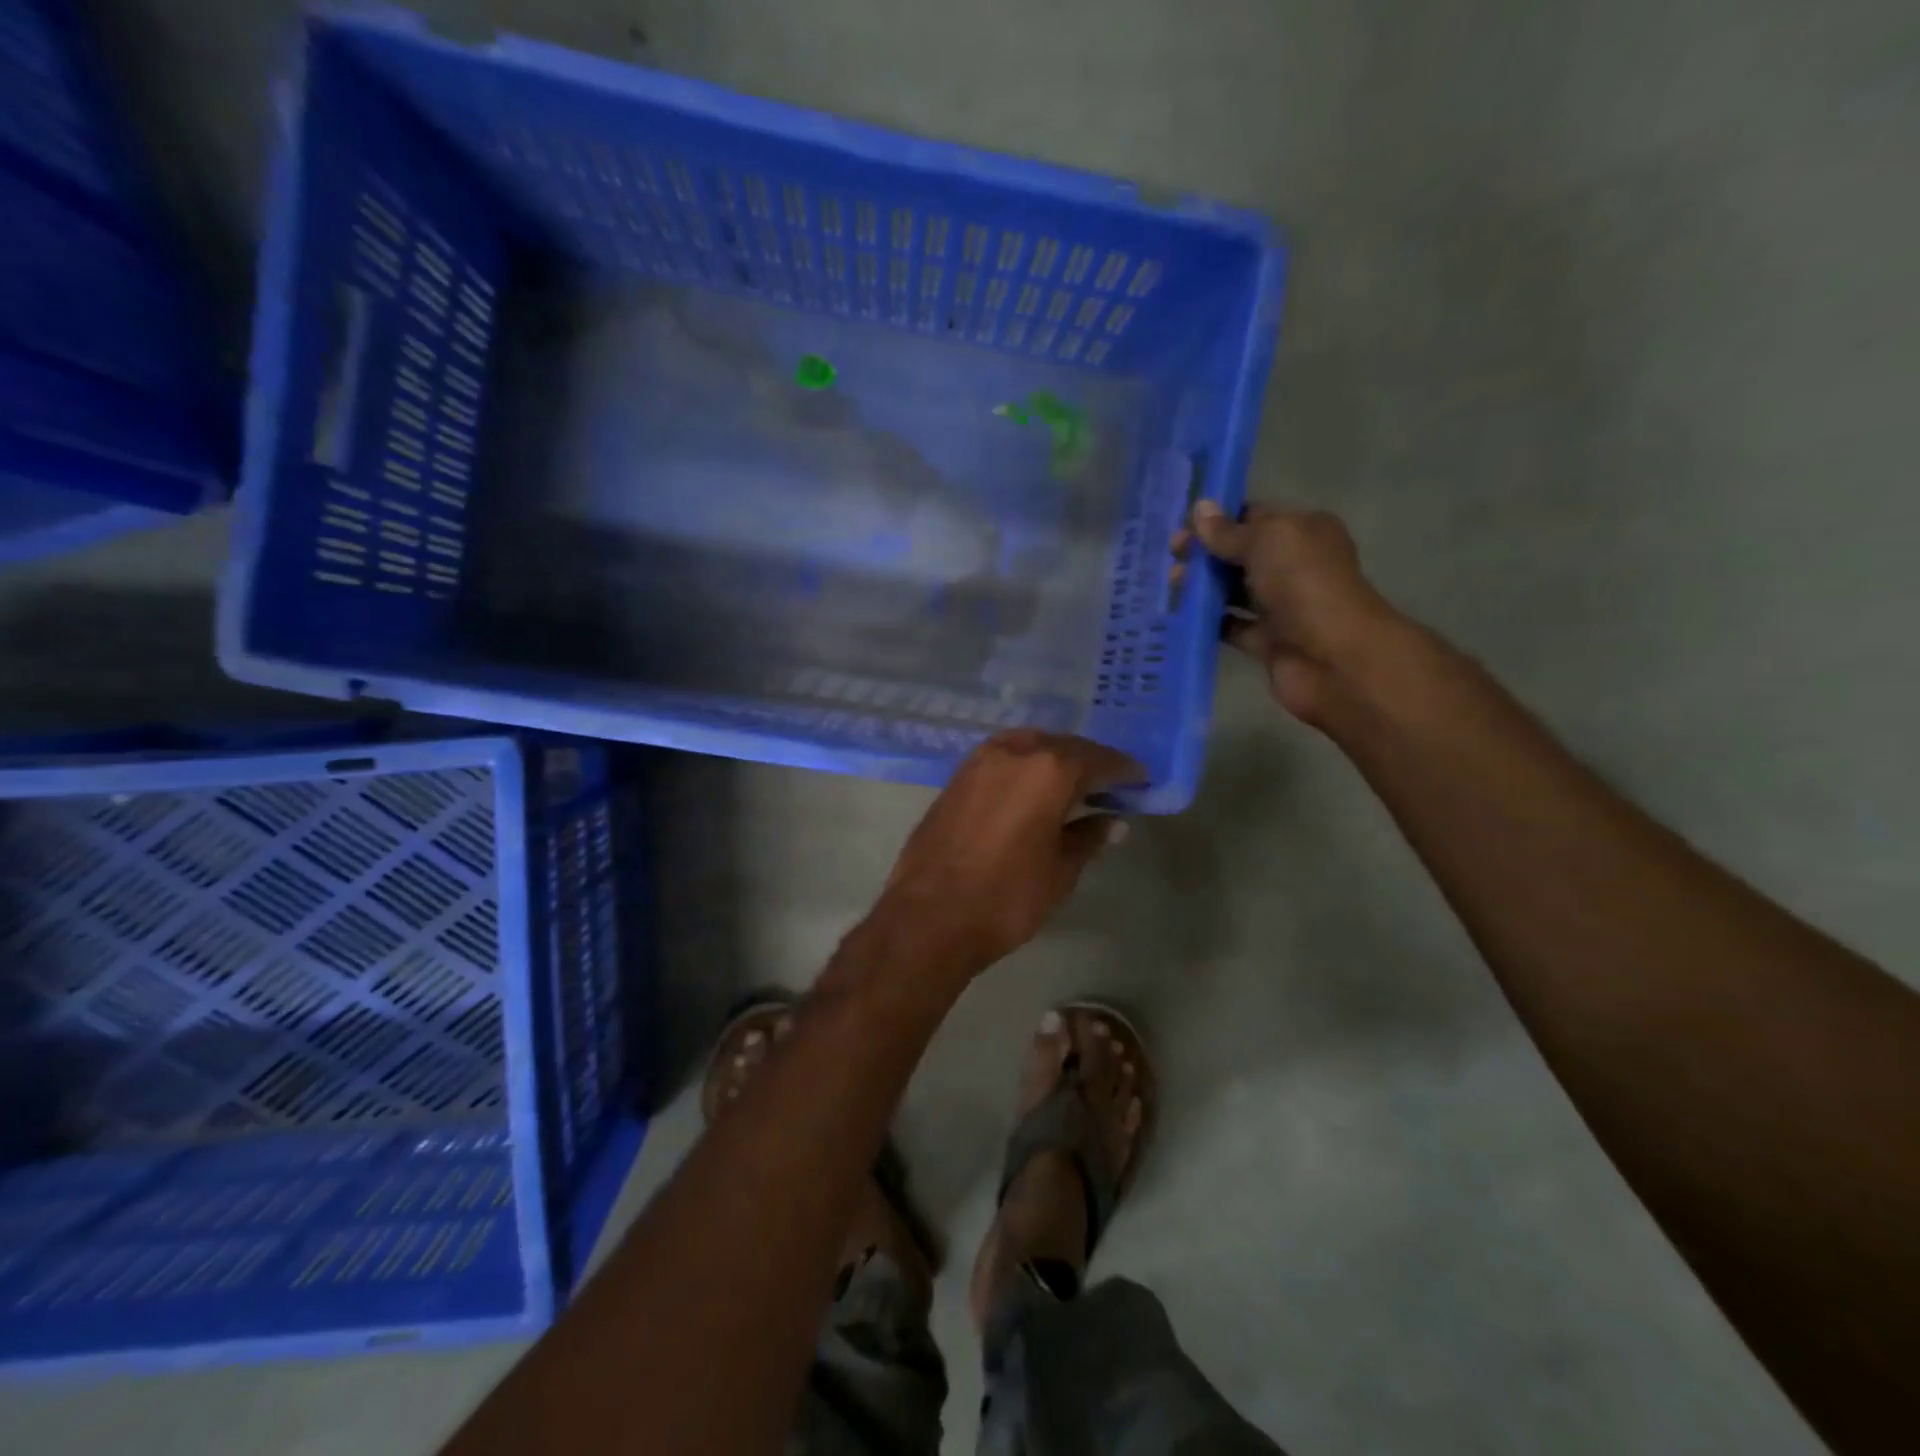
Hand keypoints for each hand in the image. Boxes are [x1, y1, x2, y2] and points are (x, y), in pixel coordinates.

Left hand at [865, 730, 1140, 981]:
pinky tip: (1031, 788)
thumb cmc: (1006, 896)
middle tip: (1109, 783)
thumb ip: (1089, 837)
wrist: (929, 916)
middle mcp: (1014, 751)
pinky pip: (1002, 758)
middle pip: (1063, 745)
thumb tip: (1112, 821)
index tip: (1140, 780)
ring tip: (1071, 784)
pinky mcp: (955, 777)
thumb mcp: (1060, 871)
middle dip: (1089, 761)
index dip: (1123, 771)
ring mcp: (979, 761)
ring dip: (1053, 758)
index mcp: (1048, 769)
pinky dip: (1023, 765)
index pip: (1098, 760)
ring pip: (1028, 745)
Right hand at [1171, 501, 1396, 725]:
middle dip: (1204, 553)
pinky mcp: (1266, 642)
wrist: (1333, 658)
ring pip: (1232, 591)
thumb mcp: (1267, 542)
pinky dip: (1207, 622)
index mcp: (1303, 532)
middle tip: (1170, 556)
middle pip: (1239, 554)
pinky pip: (1230, 627)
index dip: (1217, 520)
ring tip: (1169, 584)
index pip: (1254, 517)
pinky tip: (1178, 615)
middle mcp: (1293, 566)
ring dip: (1201, 587)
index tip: (1180, 525)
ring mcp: (1280, 606)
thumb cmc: (1305, 585)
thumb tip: (1199, 509)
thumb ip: (1229, 531)